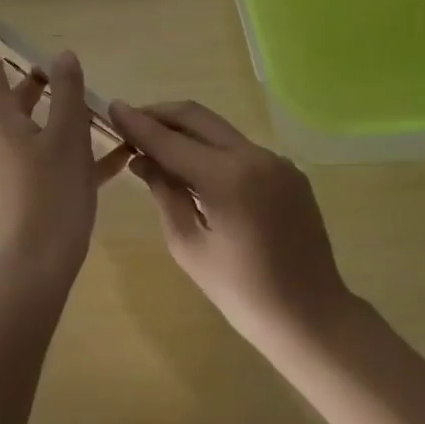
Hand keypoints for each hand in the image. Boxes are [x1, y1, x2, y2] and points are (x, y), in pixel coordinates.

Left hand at [0, 7, 129, 284]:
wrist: (39, 268)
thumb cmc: (51, 196)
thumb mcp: (67, 139)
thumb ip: (69, 95)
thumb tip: (62, 57)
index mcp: (4, 122)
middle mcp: (4, 140)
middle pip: (19, 97)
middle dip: (42, 80)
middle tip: (69, 70)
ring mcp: (17, 167)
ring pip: (42, 128)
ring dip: (68, 116)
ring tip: (104, 109)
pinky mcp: (33, 191)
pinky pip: (57, 159)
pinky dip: (80, 151)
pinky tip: (119, 154)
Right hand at [109, 100, 353, 350]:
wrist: (311, 316)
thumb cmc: (241, 292)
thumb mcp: (189, 246)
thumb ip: (165, 193)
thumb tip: (142, 159)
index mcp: (227, 176)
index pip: (170, 140)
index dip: (138, 123)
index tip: (113, 108)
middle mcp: (254, 155)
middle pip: (197, 117)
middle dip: (161, 115)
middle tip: (131, 123)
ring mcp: (277, 161)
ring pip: (220, 131)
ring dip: (187, 132)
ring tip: (158, 147)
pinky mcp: (290, 172)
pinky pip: (242, 150)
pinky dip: (214, 150)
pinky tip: (198, 171)